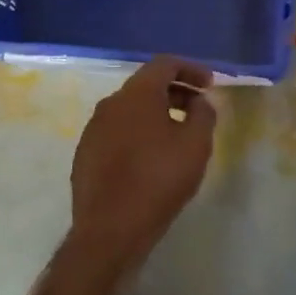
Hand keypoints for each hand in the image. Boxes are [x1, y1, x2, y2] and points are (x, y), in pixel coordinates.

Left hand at [69, 57, 216, 282]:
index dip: (190, 68)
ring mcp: (92, 129)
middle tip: (198, 108)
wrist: (109, 230)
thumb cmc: (158, 180)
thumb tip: (199, 102)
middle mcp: (110, 104)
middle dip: (175, 92)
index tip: (210, 84)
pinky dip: (137, 134)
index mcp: (136, 95)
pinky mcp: (85, 154)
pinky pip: (116, 133)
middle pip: (146, 86)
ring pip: (129, 111)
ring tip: (177, 135)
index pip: (164, 64)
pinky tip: (150, 159)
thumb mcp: (196, 145)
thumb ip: (203, 115)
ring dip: (156, 114)